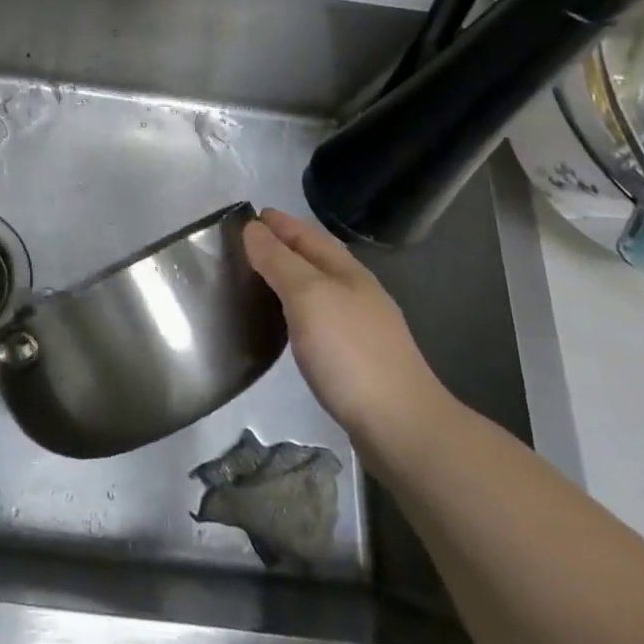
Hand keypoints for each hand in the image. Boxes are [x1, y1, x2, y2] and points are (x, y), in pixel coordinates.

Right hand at [243, 209, 454, 465]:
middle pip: (314, 259)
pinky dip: (296, 309)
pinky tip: (284, 324)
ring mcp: (360, 327)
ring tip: (256, 280)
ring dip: (289, 278)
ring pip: (317, 289)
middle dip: (282, 247)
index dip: (278, 223)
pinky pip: (319, 318)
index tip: (246, 216)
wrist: (401, 427)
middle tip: (243, 246)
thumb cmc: (350, 352)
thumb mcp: (308, 296)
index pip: (306, 234)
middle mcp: (356, 292)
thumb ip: (279, 261)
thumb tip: (253, 228)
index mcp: (346, 271)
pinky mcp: (356, 359)